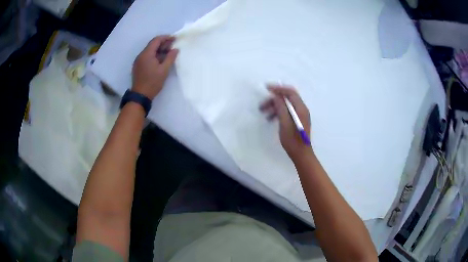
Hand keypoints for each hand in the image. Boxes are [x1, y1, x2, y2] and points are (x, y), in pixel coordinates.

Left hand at [132, 35, 178, 99]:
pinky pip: (147, 57)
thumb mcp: (164, 70)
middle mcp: (141, 55)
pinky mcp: (138, 66)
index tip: (174, 38)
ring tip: (169, 52)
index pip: (156, 40)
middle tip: (173, 45)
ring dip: (159, 50)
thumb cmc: (152, 82)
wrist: (140, 96)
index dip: (166, 38)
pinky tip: (161, 59)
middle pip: (152, 45)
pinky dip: (154, 55)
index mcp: (146, 54)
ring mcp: (138, 61)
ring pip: (149, 51)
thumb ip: (170, 58)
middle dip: (163, 43)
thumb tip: (175, 49)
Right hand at [260, 85, 311, 158]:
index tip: (267, 88)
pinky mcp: (297, 120)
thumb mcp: (284, 123)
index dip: (279, 88)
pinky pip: (287, 112)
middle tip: (262, 105)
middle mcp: (302, 109)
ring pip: (286, 105)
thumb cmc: (293, 140)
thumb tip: (276, 96)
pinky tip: (270, 118)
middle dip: (274, 99)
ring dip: (274, 106)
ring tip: (264, 113)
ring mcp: (300, 115)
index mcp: (300, 109)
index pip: (290, 92)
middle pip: (287, 98)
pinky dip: (278, 112)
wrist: (301, 154)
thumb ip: (281, 108)